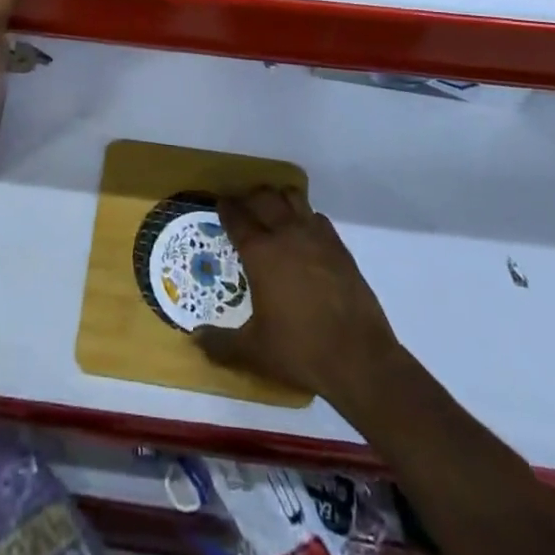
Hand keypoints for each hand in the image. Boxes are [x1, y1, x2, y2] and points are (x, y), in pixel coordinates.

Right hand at [196, 187, 404, 412]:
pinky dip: (306, 216)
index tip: (220, 203)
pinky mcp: (339, 246)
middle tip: (242, 205)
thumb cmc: (300, 351)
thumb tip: (195, 340)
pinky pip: (317, 217)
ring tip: (272, 210)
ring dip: (278, 199)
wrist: (359, 358)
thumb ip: (220, 345)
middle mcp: (286, 234)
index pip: (237, 217)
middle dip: (250, 197)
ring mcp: (315, 236)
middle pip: (263, 198)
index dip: (226, 207)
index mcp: (260, 253)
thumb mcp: (254, 352)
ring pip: (292, 199)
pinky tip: (303, 232)